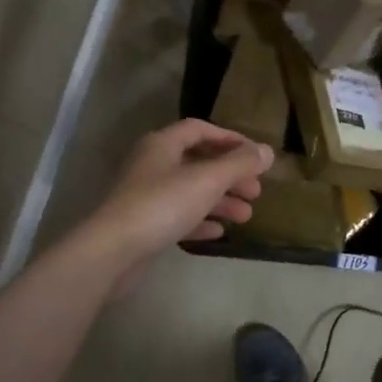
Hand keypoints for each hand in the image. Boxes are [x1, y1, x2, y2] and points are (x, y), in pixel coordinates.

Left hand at [79, 119, 272, 289]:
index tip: (255, 156)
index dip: (229, 139)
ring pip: (190, 192)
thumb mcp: (207, 180)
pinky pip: (178, 217)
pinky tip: (218, 232)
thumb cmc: (162, 205)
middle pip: (198, 163)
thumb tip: (268, 151)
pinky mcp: (144, 225)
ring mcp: (146, 196)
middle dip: (230, 176)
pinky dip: (200, 221)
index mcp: (162, 145)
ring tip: (246, 217)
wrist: (114, 251)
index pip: (199, 130)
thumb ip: (239, 164)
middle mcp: (152, 165)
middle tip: (256, 192)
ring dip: (220, 201)